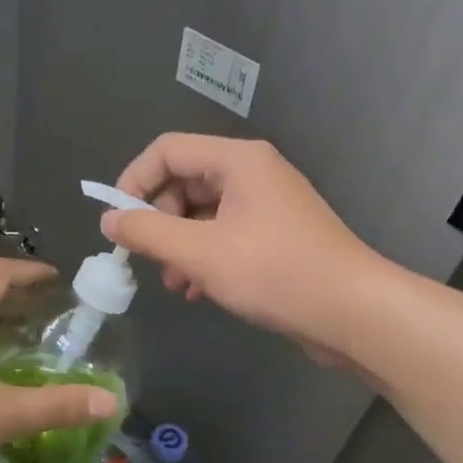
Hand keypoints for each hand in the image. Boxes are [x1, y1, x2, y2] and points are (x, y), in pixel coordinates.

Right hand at [101, 134, 379, 356]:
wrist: (352, 311)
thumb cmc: (275, 272)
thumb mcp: (201, 253)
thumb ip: (148, 233)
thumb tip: (109, 221)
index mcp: (237, 160)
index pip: (167, 151)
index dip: (134, 181)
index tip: (117, 222)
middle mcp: (253, 173)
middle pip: (184, 181)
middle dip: (158, 221)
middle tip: (146, 259)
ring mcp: (267, 205)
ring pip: (203, 214)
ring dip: (178, 245)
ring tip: (173, 284)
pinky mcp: (275, 236)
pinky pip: (225, 235)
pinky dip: (204, 258)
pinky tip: (197, 292)